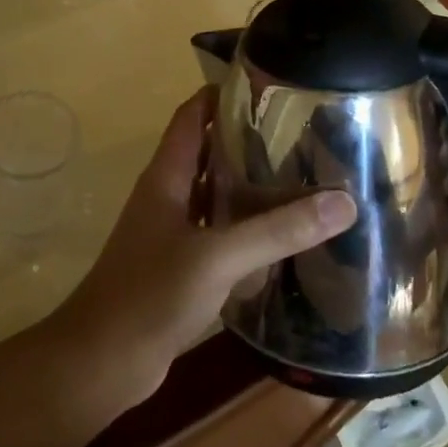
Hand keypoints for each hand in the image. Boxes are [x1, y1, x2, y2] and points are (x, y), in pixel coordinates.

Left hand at [49, 89, 356, 412]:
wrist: (103, 361)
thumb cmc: (150, 295)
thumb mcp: (218, 257)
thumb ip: (278, 230)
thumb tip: (344, 202)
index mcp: (165, 178)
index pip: (191, 116)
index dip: (222, 94)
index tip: (269, 84)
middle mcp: (167, 197)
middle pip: (207, 152)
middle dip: (247, 139)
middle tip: (302, 132)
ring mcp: (171, 233)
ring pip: (214, 195)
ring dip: (248, 185)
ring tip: (303, 175)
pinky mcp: (180, 267)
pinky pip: (218, 234)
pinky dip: (246, 228)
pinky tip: (282, 236)